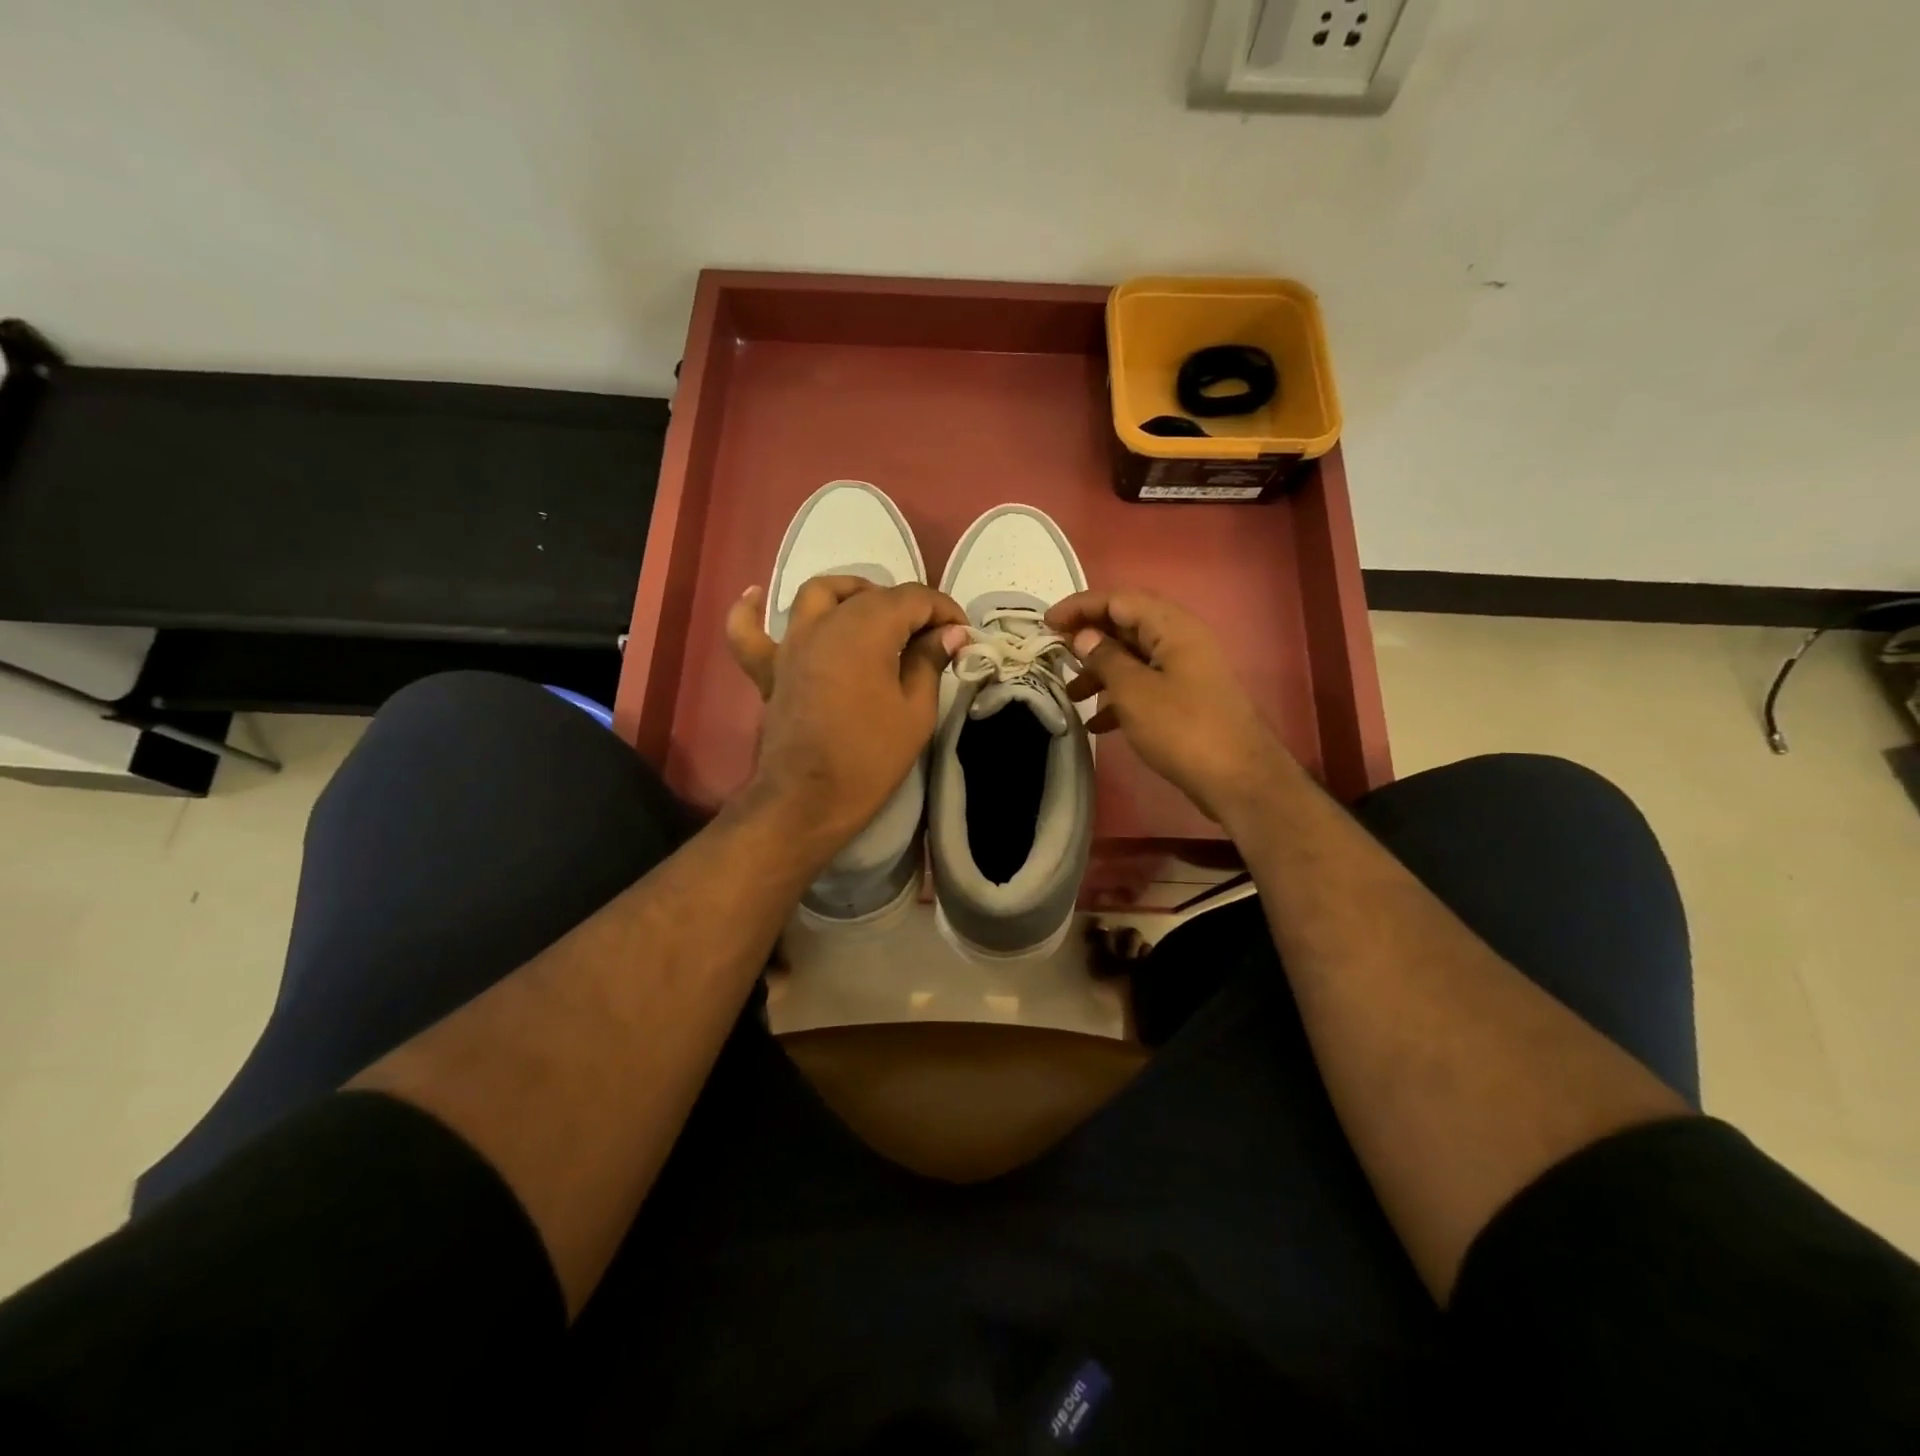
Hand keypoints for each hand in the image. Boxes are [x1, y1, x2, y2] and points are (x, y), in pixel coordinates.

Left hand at [726, 576, 968, 854]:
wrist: (807, 800)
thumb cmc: (869, 757)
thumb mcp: (916, 712)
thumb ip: (930, 662)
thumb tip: (951, 633)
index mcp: (867, 628)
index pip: (913, 598)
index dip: (944, 610)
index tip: (962, 635)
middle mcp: (826, 622)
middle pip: (872, 595)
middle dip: (909, 608)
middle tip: (932, 639)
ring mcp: (792, 642)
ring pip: (819, 594)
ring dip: (851, 593)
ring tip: (872, 611)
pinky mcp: (769, 667)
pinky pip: (749, 630)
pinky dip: (751, 610)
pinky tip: (757, 595)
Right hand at [1047, 588, 1292, 827]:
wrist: (1238, 779)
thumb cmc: (1182, 729)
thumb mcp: (1134, 692)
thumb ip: (1105, 658)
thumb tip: (1083, 636)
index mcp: (1172, 627)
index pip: (1118, 599)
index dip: (1080, 606)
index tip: (1046, 623)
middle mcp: (1181, 640)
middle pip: (1126, 625)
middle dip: (1088, 638)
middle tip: (1055, 654)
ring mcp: (1185, 670)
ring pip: (1133, 657)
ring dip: (1100, 671)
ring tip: (1072, 695)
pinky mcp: (1186, 698)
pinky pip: (1145, 684)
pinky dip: (1119, 696)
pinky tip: (1097, 723)